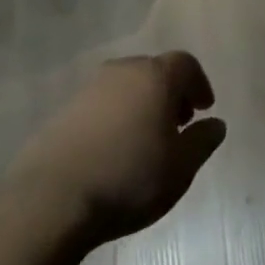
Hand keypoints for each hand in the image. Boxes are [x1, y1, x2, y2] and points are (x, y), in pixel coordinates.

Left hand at [0, 53, 224, 264]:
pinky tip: (112, 152)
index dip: (198, 84)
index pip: (185, 64)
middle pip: (154, 71)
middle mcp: (122, 72)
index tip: (204, 110)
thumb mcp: (180, 167)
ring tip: (145, 141)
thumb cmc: (129, 178)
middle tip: (177, 124)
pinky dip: (114, 119)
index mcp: (155, 77)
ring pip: (125, 88)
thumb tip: (215, 124)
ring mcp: (88, 90)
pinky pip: (100, 106)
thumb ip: (203, 141)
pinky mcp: (62, 113)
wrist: (50, 201)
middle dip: (170, 94)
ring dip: (140, 106)